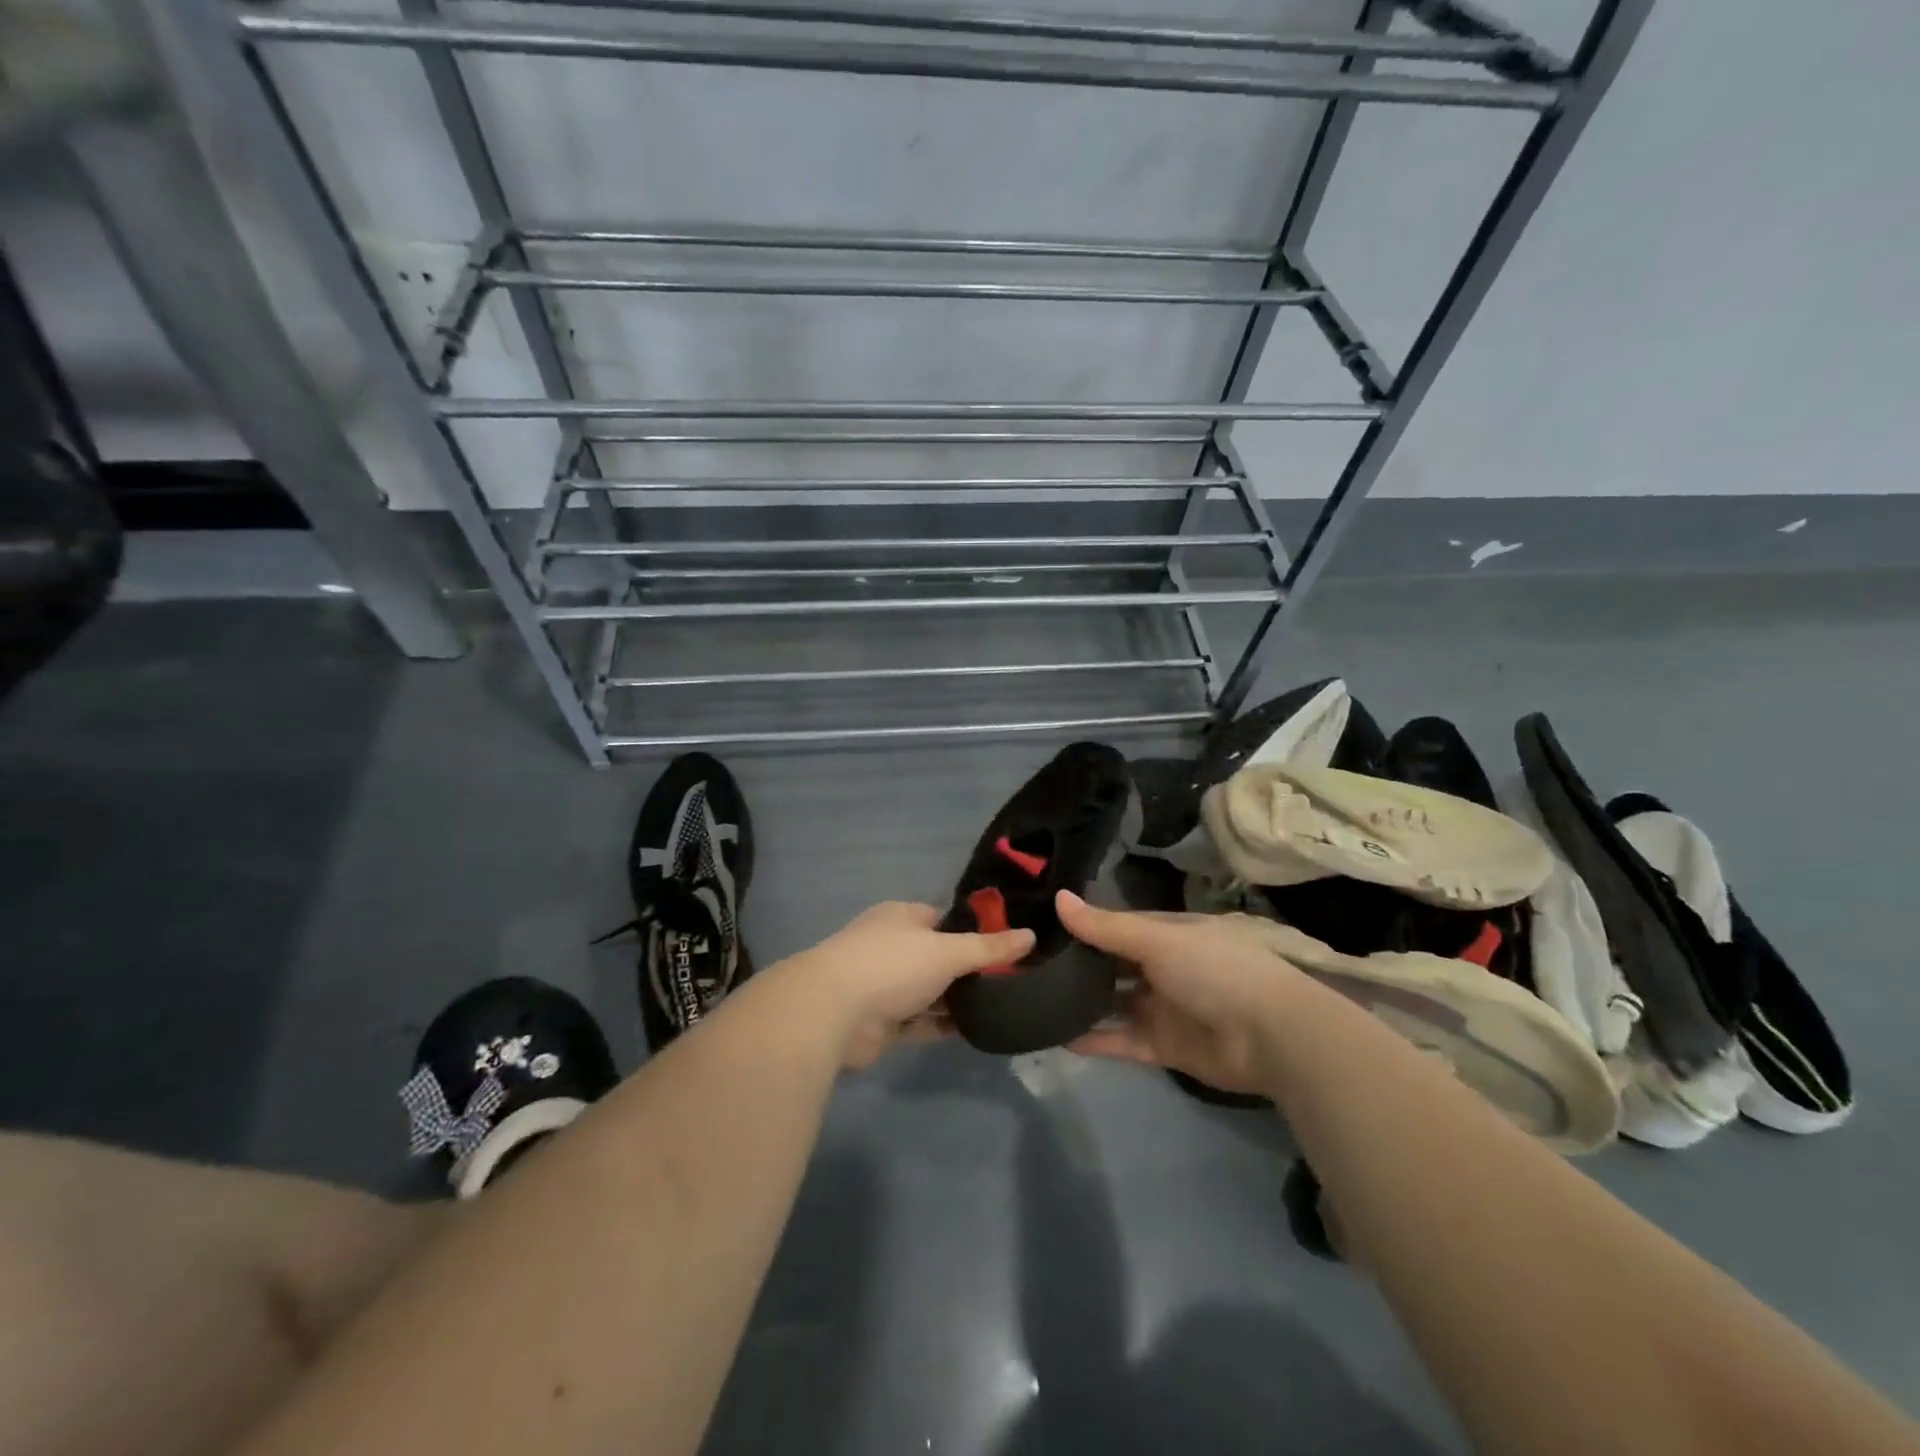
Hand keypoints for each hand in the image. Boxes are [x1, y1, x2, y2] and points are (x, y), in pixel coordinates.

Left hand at [780, 901, 1033, 1068]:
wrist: (833, 1012)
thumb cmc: (892, 965)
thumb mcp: (948, 951)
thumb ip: (989, 947)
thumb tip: (1031, 935)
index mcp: (903, 917)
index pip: (945, 919)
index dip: (975, 931)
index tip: (1009, 947)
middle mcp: (893, 947)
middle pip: (939, 957)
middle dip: (969, 970)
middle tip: (1012, 982)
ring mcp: (885, 985)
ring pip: (931, 991)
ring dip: (957, 1000)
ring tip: (1001, 1007)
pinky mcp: (883, 1022)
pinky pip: (921, 1021)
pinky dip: (943, 1025)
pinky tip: (975, 1030)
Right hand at [1056, 890, 1304, 1094]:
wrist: (1271, 1036)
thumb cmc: (1214, 970)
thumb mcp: (1157, 940)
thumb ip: (1105, 927)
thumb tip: (1058, 897)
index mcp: (1169, 934)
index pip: (1119, 927)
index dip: (1086, 927)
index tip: (1044, 928)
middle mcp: (1164, 968)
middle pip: (1114, 966)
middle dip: (1080, 966)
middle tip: (1031, 966)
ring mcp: (1164, 1008)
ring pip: (1114, 1004)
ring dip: (1083, 1004)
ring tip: (1035, 1001)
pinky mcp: (1164, 1047)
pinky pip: (1122, 1040)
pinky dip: (1094, 1040)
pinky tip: (1056, 1037)